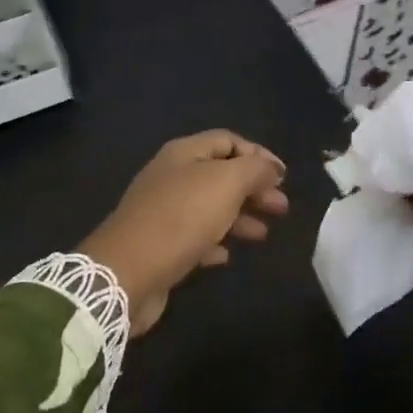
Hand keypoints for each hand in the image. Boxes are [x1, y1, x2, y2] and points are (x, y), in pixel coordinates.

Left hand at [80, 131, 289, 335]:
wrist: (128, 272)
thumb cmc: (181, 218)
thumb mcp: (226, 183)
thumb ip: (254, 170)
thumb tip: (271, 168)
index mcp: (184, 154)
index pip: (227, 141)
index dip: (258, 154)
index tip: (284, 177)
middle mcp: (171, 177)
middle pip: (220, 175)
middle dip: (253, 188)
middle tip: (281, 208)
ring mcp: (163, 212)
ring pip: (210, 207)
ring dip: (240, 217)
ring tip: (263, 234)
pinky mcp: (160, 246)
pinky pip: (195, 238)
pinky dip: (215, 242)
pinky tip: (228, 255)